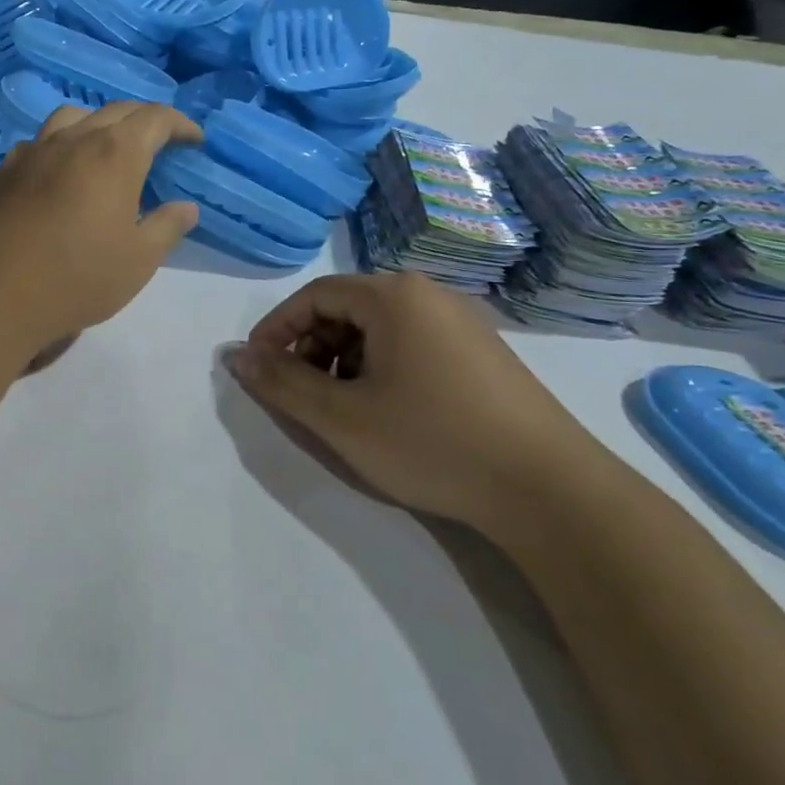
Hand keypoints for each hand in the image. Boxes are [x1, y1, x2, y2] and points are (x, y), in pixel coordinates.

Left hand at [0, 102, 200, 356]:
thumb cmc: (79, 277)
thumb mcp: (139, 259)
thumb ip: (167, 227)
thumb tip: (185, 207)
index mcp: (115, 153)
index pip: (155, 118)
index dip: (180, 124)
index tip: (194, 141)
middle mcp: (74, 139)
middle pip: (116, 110)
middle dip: (144, 120)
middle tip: (159, 143)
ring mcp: (35, 150)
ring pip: (73, 116)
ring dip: (99, 122)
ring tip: (107, 147)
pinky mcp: (5, 169)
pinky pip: (40, 140)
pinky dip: (62, 143)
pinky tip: (61, 169)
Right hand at [227, 271, 619, 528]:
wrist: (550, 490)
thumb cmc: (432, 442)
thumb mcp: (341, 418)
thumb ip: (281, 383)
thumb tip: (235, 355)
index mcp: (393, 296)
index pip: (314, 294)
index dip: (277, 329)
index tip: (260, 369)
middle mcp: (428, 295)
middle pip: (347, 307)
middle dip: (311, 347)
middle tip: (301, 393)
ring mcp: (462, 322)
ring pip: (379, 328)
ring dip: (344, 359)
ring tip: (343, 407)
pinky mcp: (482, 352)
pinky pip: (412, 343)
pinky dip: (381, 367)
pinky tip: (388, 410)